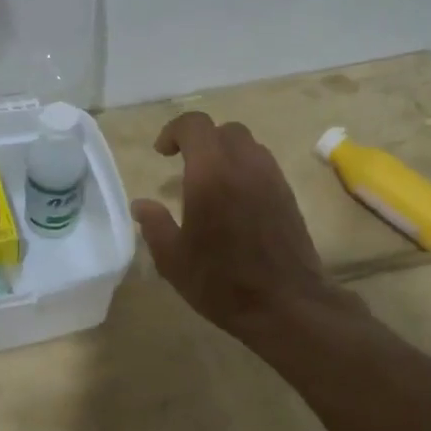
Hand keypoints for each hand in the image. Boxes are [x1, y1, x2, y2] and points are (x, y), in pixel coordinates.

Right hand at [131, 112, 360, 343]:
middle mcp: (244, 165)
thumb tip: (142, 205)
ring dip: (225, 153)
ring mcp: (271, 178)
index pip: (194, 125)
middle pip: (223, 130)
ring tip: (210, 183)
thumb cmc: (222, 282)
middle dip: (201, 140)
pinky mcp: (288, 195)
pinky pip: (263, 165)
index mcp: (211, 173)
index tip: (162, 153)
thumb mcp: (173, 259)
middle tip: (185, 165)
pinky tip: (234, 201)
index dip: (173, 131)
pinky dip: (244, 170)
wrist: (287, 304)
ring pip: (247, 145)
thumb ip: (154, 225)